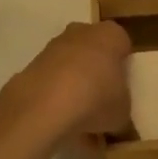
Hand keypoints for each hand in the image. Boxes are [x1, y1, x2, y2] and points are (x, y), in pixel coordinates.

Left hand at [9, 20, 132, 138]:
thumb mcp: (123, 111)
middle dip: (97, 75)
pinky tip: (63, 126)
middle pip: (94, 52)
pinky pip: (53, 83)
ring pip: (72, 68)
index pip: (122, 43)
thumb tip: (116, 116)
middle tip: (103, 103)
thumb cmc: (96, 98)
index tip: (123, 87)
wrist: (45, 104)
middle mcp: (82, 32)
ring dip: (76, 90)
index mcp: (110, 35)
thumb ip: (122, 108)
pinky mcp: (34, 65)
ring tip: (82, 125)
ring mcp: (55, 47)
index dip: (124, 66)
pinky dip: (58, 100)